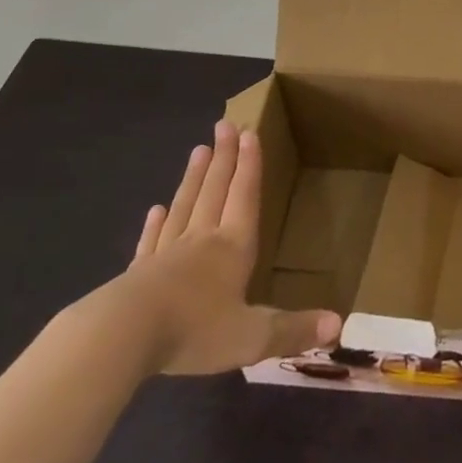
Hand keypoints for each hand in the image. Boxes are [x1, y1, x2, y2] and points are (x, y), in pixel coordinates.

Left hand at [108, 121, 339, 376]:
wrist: (122, 338)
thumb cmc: (194, 330)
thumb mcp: (251, 337)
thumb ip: (293, 330)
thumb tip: (339, 325)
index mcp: (232, 248)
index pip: (244, 197)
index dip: (250, 166)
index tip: (249, 132)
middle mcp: (201, 241)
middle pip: (214, 191)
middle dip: (223, 158)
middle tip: (224, 124)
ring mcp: (166, 255)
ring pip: (184, 207)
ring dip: (193, 178)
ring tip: (198, 150)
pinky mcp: (137, 274)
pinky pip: (150, 241)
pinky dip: (155, 224)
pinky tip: (156, 209)